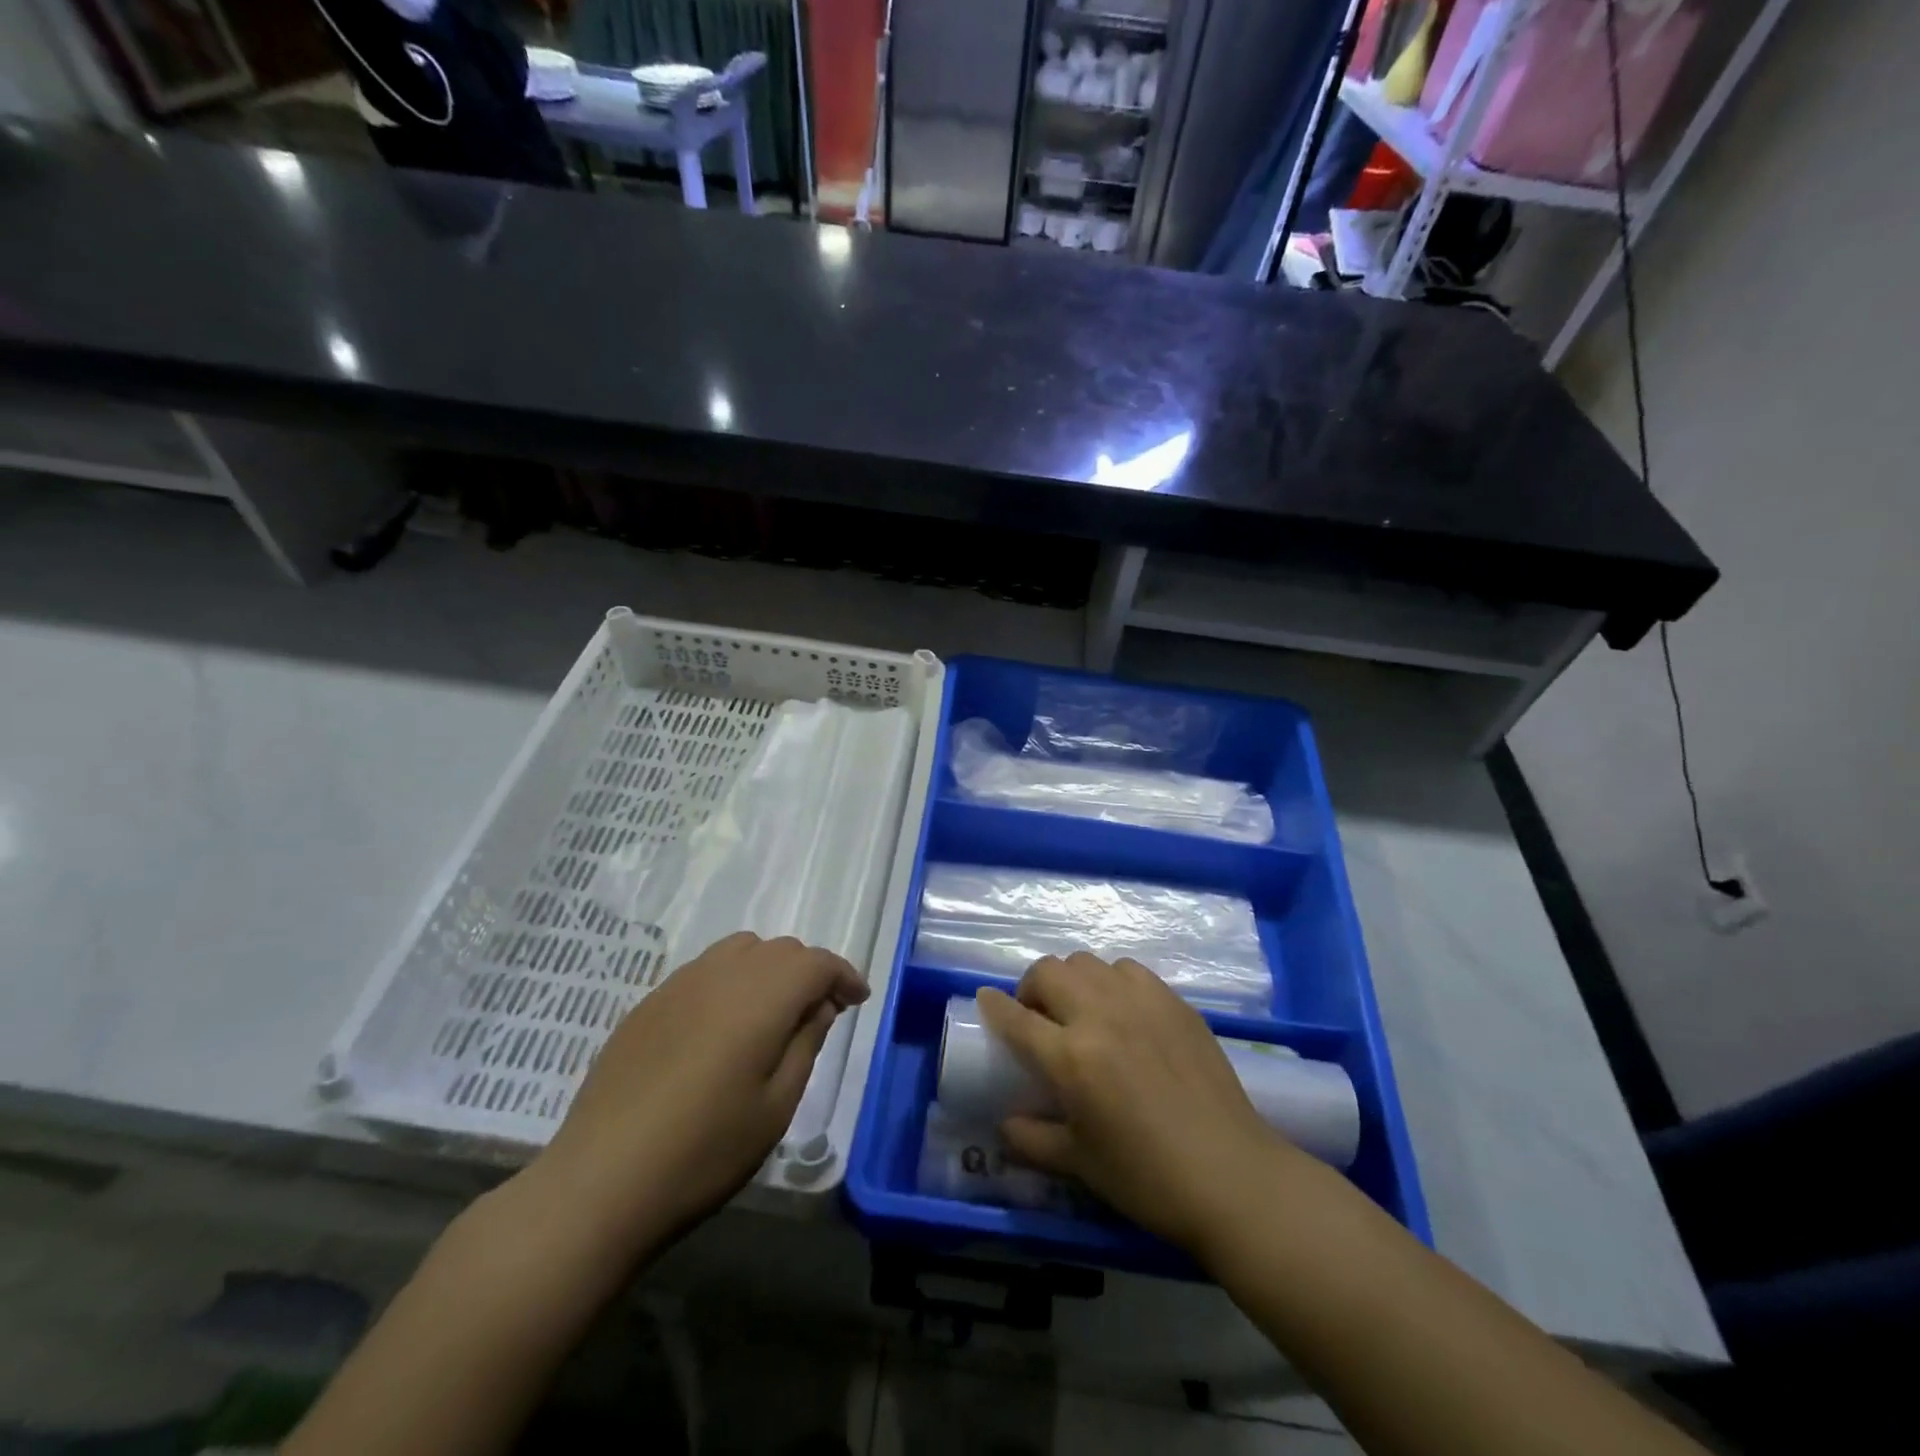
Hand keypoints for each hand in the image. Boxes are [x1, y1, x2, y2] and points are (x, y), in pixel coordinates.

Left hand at [524, 932, 867, 1259]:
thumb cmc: (704, 1151)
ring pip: (741, 950)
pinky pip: (705, 970)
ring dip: (769, 970)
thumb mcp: (775, 1106)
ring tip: (772, 1014)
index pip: (816, 963)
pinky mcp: (648, 1003)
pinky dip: (731, 981)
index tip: (857, 1000)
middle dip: (808, 972)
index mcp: (761, 998)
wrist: (599, 1183)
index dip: (843, 975)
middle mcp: (722, 975)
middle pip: (780, 950)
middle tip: (819, 1013)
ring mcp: (679, 985)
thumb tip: (820, 1004)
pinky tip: (722, 1026)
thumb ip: (805, 1043)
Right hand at [977, 953, 1304, 1253]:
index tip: (985, 1000)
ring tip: (1082, 1010)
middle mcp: (1101, 1015)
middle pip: (1049, 971)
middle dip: (1033, 987)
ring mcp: (1141, 1002)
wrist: (1231, 1175)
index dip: (994, 1006)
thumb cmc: (1147, 1178)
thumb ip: (1033, 1138)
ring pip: (1088, 962)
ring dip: (1073, 980)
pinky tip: (1123, 1011)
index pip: (1016, 1018)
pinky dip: (1113, 981)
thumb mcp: (1079, 1164)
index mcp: (1071, 1057)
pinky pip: (1129, 970)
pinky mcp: (1173, 1002)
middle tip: (1039, 1016)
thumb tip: (1005, 1123)